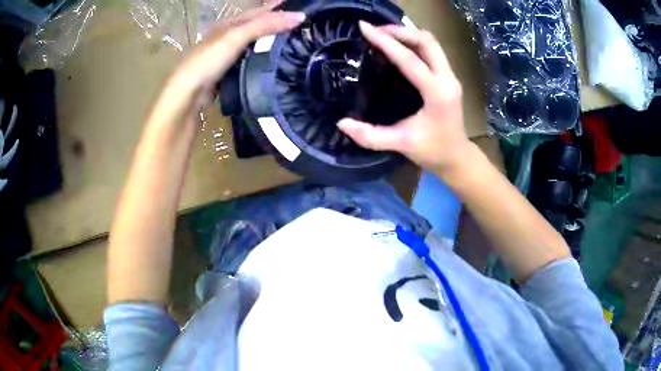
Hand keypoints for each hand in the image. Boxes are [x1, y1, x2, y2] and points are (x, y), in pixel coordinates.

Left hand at [150, 4, 304, 125]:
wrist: (189, 95)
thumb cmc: (209, 60)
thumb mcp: (236, 37)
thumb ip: (265, 25)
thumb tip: (299, 16)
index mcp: (228, 25)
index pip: (258, 12)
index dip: (277, 8)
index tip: (300, 9)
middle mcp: (227, 38)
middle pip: (257, 27)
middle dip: (276, 25)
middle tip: (300, 28)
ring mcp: (227, 56)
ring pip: (254, 45)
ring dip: (271, 43)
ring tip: (293, 44)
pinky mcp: (228, 73)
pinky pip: (251, 61)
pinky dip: (263, 60)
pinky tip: (275, 63)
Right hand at [338, 22, 472, 173]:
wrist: (457, 157)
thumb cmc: (432, 151)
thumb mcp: (401, 144)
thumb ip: (370, 136)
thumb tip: (342, 123)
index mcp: (437, 94)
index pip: (409, 60)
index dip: (385, 42)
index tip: (364, 27)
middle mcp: (447, 79)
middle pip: (427, 41)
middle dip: (400, 31)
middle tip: (376, 30)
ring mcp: (451, 76)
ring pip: (432, 42)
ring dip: (408, 33)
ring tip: (384, 33)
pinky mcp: (449, 77)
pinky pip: (433, 50)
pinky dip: (414, 42)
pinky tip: (399, 45)